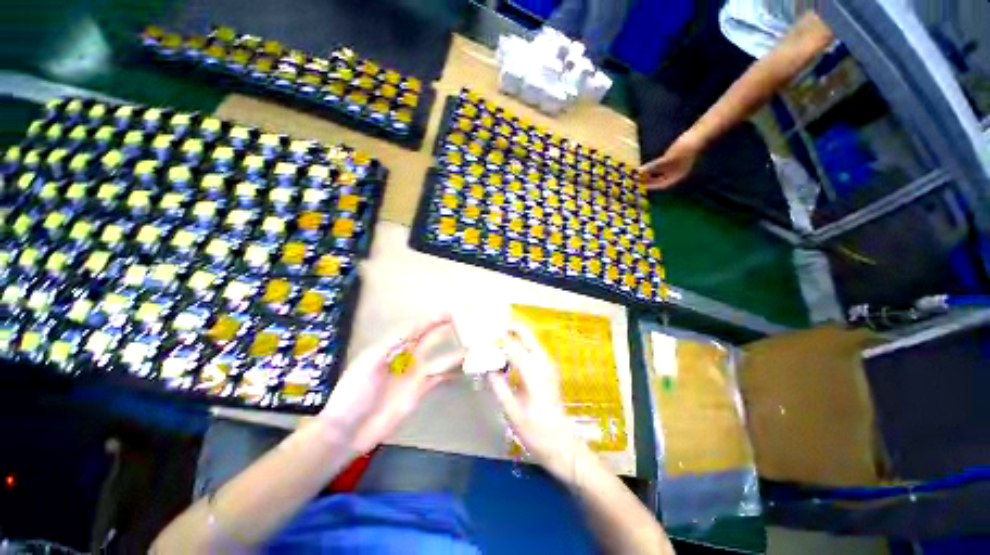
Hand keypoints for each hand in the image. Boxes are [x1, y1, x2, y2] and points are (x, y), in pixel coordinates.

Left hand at [319, 314, 464, 453]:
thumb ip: (393, 344)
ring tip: (471, 345)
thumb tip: (415, 329)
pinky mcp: (419, 391)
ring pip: (438, 358)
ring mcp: (414, 375)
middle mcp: (405, 358)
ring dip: (452, 352)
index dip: (431, 320)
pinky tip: (463, 368)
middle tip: (463, 322)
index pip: (416, 328)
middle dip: (443, 330)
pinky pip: (439, 377)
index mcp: (391, 347)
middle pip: (428, 339)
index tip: (449, 313)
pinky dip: (451, 372)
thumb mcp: (369, 362)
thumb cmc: (354, 392)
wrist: (348, 430)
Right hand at [487, 324, 580, 474]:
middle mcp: (543, 362)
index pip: (511, 346)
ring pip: (530, 340)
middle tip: (491, 330)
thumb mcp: (511, 410)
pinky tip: (508, 355)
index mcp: (533, 371)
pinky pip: (533, 349)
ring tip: (496, 340)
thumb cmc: (536, 431)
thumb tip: (486, 367)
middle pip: (525, 334)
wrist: (562, 445)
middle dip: (509, 328)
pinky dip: (521, 345)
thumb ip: (498, 385)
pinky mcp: (549, 370)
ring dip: (515, 335)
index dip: (495, 339)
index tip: (481, 337)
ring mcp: (548, 364)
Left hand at [638, 134, 702, 189]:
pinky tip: (645, 167)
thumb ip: (652, 167)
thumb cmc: (684, 149)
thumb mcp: (666, 160)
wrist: (698, 135)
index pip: (660, 186)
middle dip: (647, 181)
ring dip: (648, 175)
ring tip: (637, 175)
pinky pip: (660, 168)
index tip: (638, 186)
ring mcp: (675, 168)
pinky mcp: (674, 160)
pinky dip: (652, 168)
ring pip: (659, 174)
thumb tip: (638, 173)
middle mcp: (675, 175)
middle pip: (659, 181)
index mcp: (676, 178)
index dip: (649, 187)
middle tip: (635, 181)